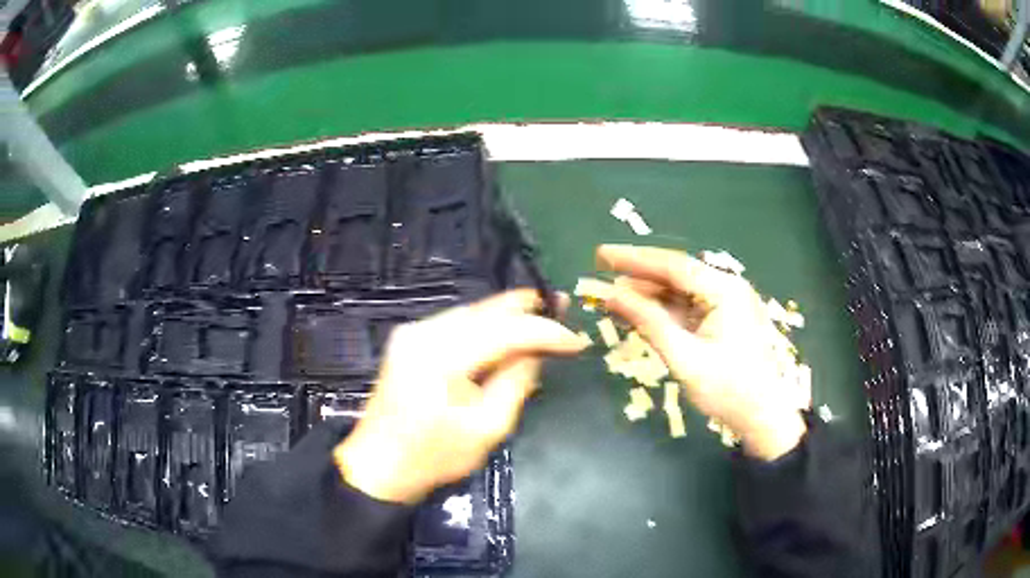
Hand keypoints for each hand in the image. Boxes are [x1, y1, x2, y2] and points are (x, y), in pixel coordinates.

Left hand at [334, 290, 588, 503]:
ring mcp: (413, 332)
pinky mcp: (410, 339)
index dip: (546, 332)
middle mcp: (424, 331)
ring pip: (473, 312)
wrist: (379, 465)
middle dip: (529, 308)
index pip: (506, 330)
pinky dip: (486, 326)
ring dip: (508, 315)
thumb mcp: (488, 427)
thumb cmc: (434, 456)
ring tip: (544, 315)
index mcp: (442, 356)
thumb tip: (539, 352)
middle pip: (487, 309)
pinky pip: (457, 323)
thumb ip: (516, 381)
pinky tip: (507, 332)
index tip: (578, 342)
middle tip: (563, 305)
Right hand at [596, 245, 806, 460]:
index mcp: (724, 290)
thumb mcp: (684, 357)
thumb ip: (649, 322)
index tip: (602, 254)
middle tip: (602, 276)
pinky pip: (688, 308)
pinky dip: (664, 311)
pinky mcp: (724, 320)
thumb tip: (613, 295)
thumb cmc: (728, 389)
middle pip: (677, 275)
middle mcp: (727, 289)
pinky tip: (640, 313)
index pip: (673, 265)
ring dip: (649, 295)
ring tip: (614, 297)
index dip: (635, 258)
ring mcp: (727, 304)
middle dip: (639, 277)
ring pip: (681, 292)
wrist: (762, 417)